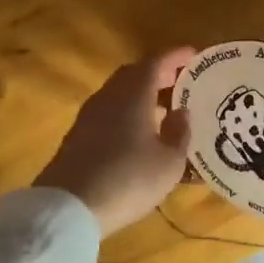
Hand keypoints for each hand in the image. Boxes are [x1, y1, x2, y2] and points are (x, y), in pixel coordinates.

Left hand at [35, 48, 195, 236]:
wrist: (69, 207)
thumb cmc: (129, 179)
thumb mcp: (169, 162)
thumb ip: (180, 132)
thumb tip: (182, 111)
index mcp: (134, 94)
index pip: (156, 62)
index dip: (175, 56)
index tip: (194, 55)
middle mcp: (109, 96)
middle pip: (134, 74)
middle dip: (159, 73)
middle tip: (181, 81)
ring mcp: (89, 116)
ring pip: (119, 93)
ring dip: (142, 95)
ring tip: (165, 109)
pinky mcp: (78, 136)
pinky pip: (109, 112)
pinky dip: (128, 112)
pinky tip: (139, 133)